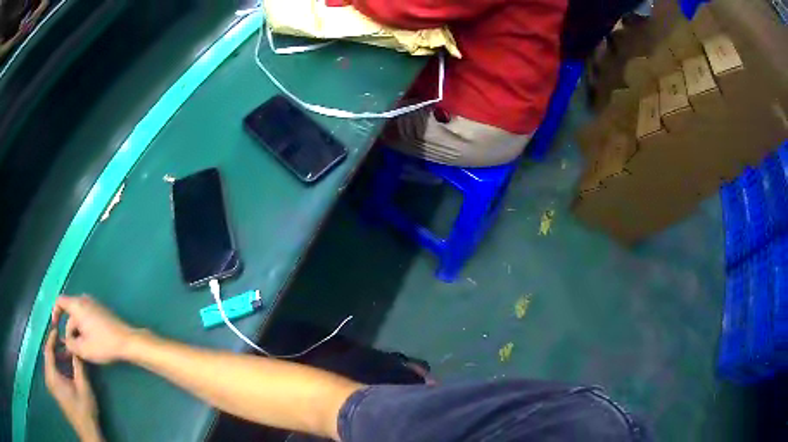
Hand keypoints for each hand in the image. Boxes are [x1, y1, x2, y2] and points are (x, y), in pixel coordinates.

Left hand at [44, 330, 102, 441]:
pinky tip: (66, 366)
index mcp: (51, 374)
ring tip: (67, 352)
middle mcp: (48, 377)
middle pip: (48, 355)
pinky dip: (57, 364)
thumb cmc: (84, 408)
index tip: (58, 327)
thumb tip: (74, 344)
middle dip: (55, 345)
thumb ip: (77, 364)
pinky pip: (52, 370)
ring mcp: (50, 384)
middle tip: (64, 339)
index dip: (52, 337)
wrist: (87, 431)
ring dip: (57, 355)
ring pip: (50, 362)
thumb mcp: (83, 385)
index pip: (48, 349)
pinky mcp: (54, 389)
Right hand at [53, 295, 137, 363]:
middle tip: (71, 349)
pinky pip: (87, 318)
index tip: (55, 327)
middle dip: (69, 331)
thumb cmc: (103, 344)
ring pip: (79, 318)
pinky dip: (84, 329)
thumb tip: (65, 341)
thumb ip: (70, 344)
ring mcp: (94, 304)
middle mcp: (84, 300)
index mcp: (77, 305)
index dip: (55, 313)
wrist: (127, 341)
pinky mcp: (101, 312)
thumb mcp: (83, 348)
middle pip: (70, 313)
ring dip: (77, 332)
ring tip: (81, 350)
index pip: (59, 301)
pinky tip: (89, 344)